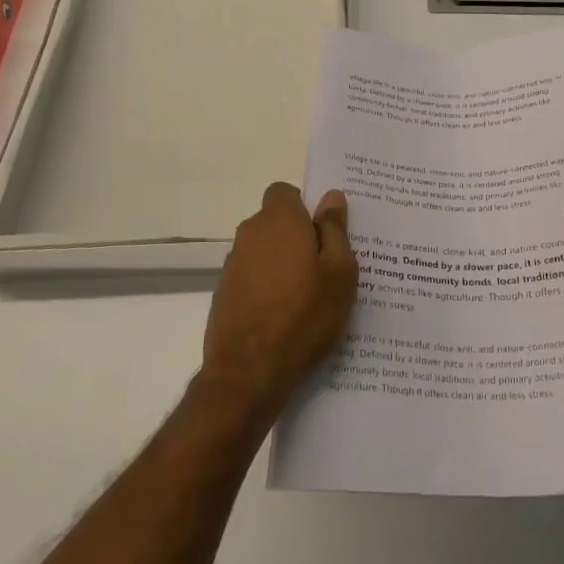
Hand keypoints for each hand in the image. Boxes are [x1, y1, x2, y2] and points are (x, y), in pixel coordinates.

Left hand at [202, 183, 357, 423]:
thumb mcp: (339, 271)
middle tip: (325, 267)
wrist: (249, 372)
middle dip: (297, 236)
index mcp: (279, 221)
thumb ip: (335, 229)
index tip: (324, 232)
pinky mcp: (224, 295)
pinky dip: (267, 288)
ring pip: (263, 251)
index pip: (285, 191)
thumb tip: (331, 196)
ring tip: (308, 298)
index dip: (304, 206)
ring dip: (282, 264)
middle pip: (275, 222)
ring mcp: (232, 266)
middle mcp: (250, 234)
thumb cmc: (305, 315)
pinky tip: (286, 317)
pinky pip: (252, 278)